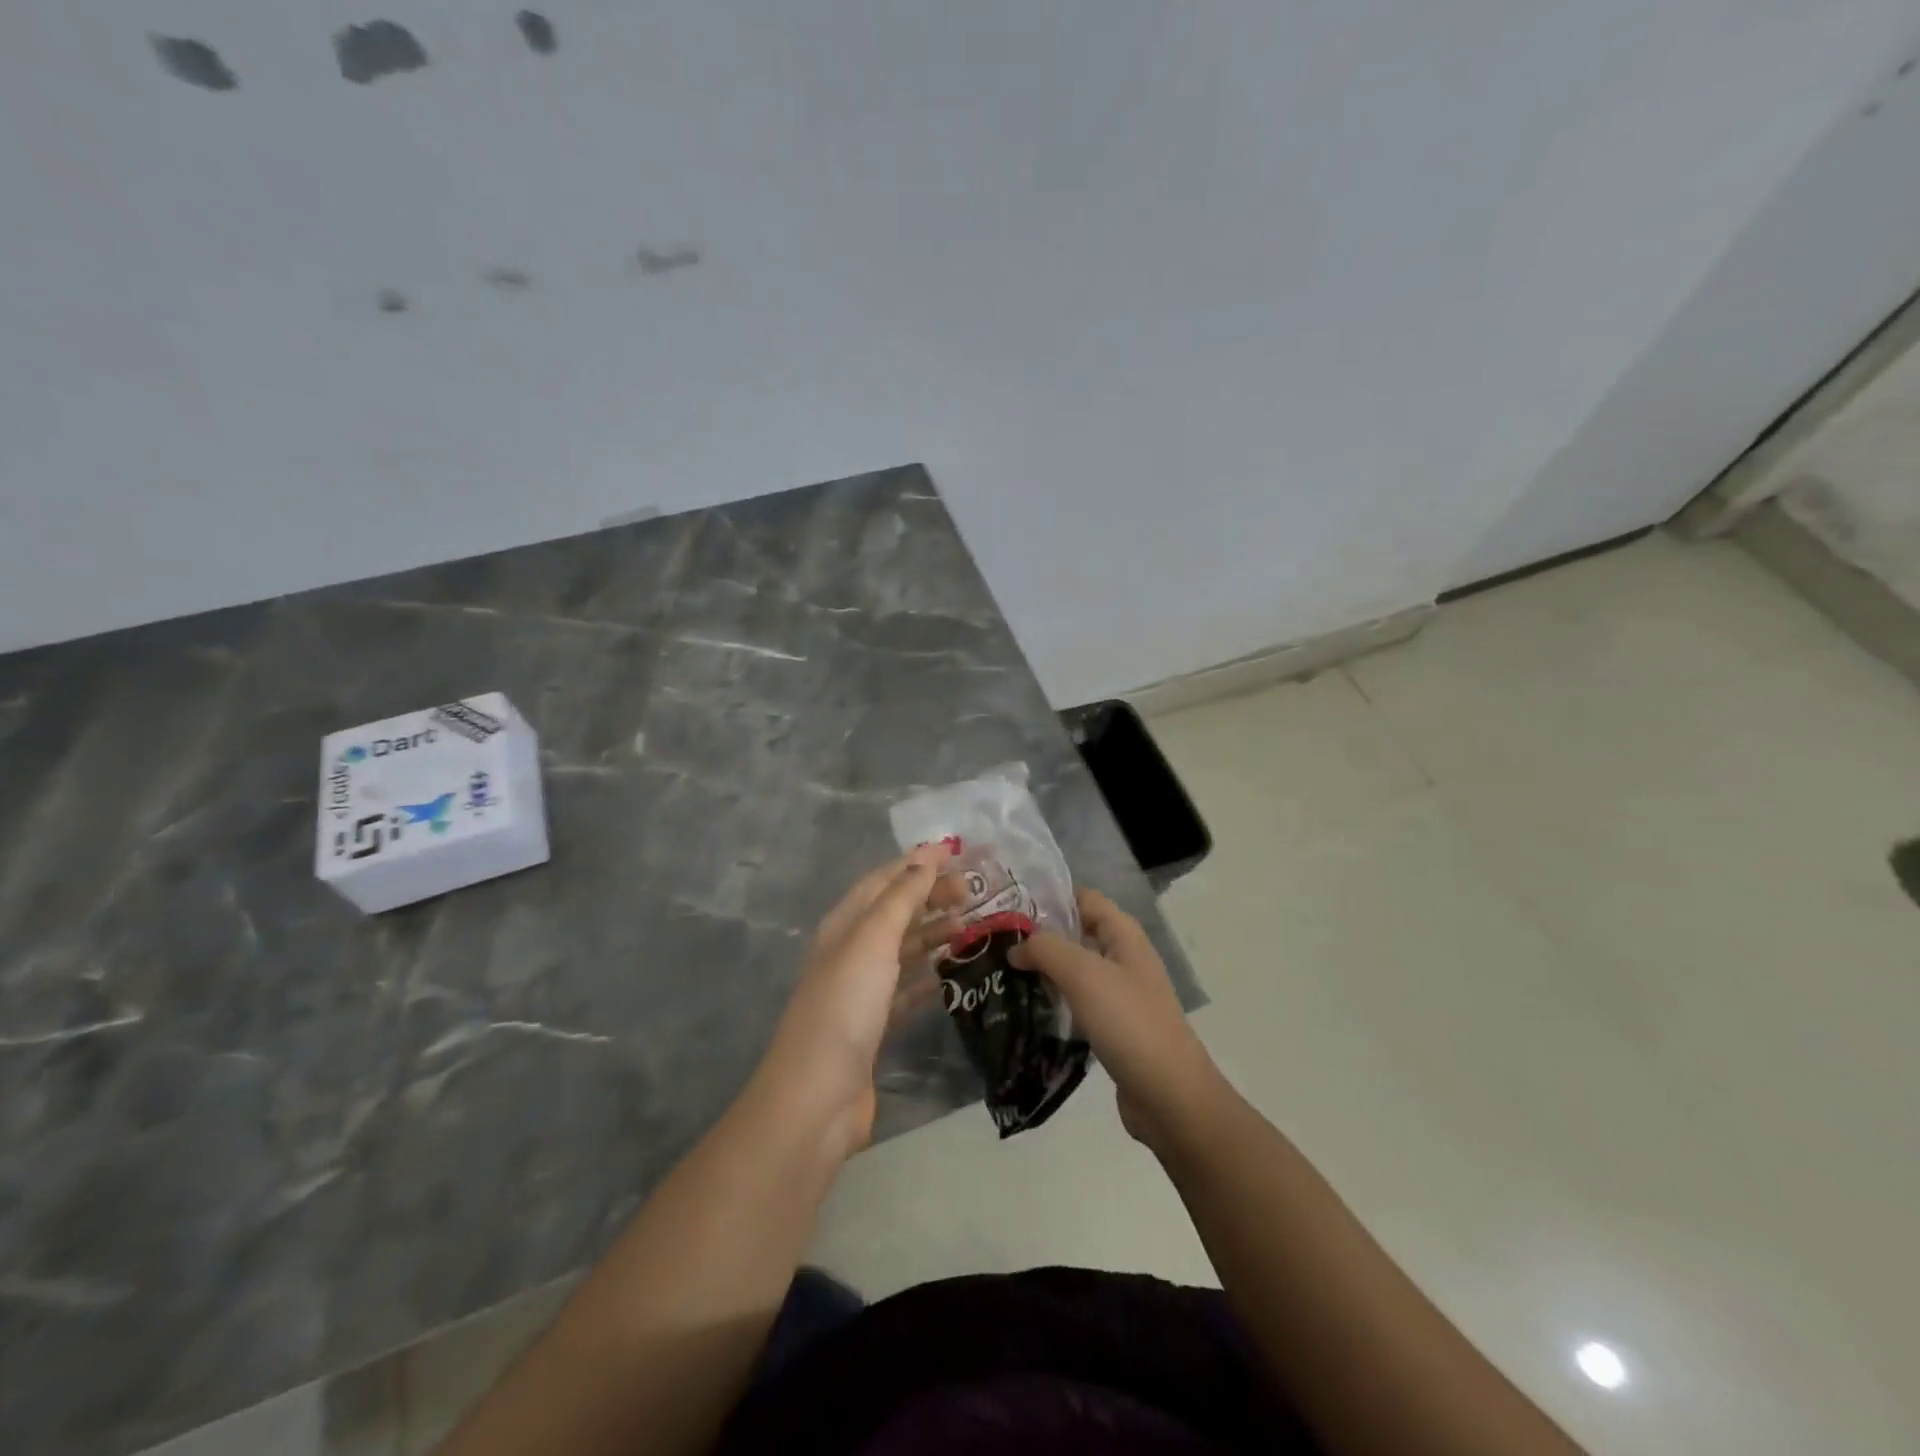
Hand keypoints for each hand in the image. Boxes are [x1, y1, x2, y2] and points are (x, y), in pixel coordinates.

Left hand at [757, 845, 953, 1157]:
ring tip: (972, 925)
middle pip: (896, 912)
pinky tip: (952, 973)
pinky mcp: (875, 1026)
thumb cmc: (845, 1007)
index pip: (884, 880)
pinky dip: (929, 976)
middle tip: (975, 892)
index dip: (918, 862)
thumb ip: (901, 897)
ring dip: (935, 933)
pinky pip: (907, 989)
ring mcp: (862, 990)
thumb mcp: (872, 940)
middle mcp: (851, 951)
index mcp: (845, 925)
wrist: (817, 1098)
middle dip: (931, 895)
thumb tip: (927, 855)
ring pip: (904, 949)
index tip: (958, 850)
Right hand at [1009, 887, 1223, 1152]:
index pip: (1083, 898)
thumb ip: (1046, 949)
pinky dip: (1054, 1000)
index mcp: (1123, 934)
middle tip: (996, 941)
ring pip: (1075, 969)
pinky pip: (1077, 1002)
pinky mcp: (1113, 1027)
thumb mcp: (1083, 974)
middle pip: (1077, 932)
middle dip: (1040, 934)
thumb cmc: (1129, 1022)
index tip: (1008, 906)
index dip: (1049, 897)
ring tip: (1002, 972)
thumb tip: (1016, 946)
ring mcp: (1120, 994)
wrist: (1169, 1095)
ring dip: (1044, 969)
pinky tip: (1026, 1008)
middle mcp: (1124, 957)